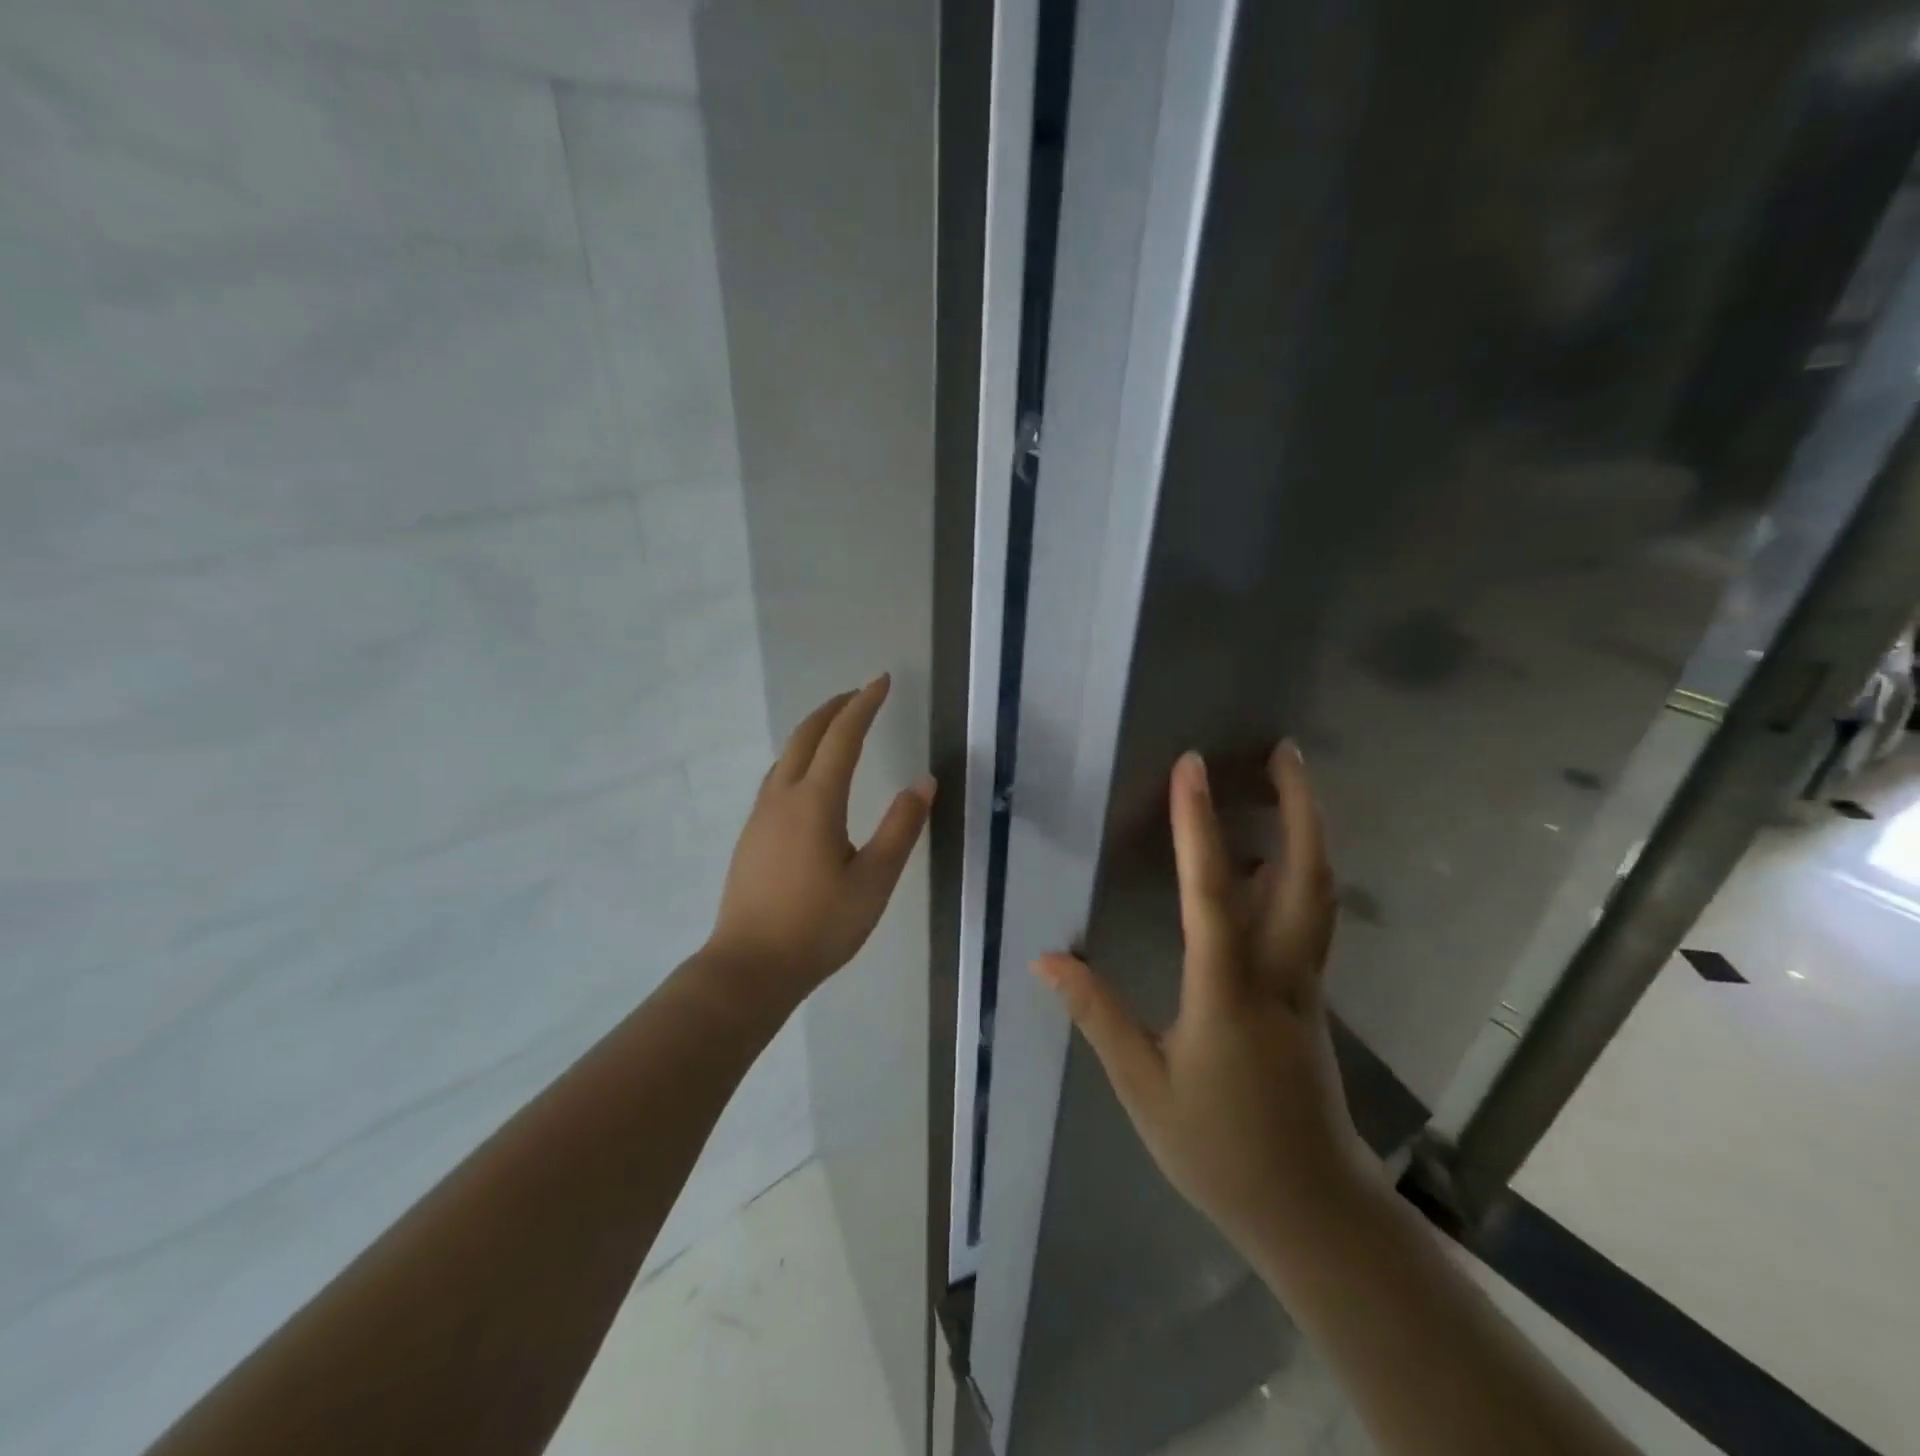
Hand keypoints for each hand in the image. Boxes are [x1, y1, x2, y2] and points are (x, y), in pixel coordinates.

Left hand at [707, 676, 934, 1003]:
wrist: (749, 968)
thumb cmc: (819, 926)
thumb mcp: (874, 881)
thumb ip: (901, 828)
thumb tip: (924, 782)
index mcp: (815, 801)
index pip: (842, 737)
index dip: (864, 705)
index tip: (882, 681)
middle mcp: (783, 797)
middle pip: (806, 736)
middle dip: (834, 709)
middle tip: (860, 694)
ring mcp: (761, 816)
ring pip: (786, 755)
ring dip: (813, 731)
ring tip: (838, 727)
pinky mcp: (751, 835)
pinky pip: (777, 777)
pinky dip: (799, 757)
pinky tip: (809, 778)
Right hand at [1034, 744, 1374, 1263]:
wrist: (1312, 1211)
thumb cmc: (1219, 1149)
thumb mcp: (1144, 1087)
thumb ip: (1098, 1016)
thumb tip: (1046, 958)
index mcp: (1227, 992)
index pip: (1211, 892)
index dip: (1198, 823)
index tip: (1191, 766)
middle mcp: (1278, 974)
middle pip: (1306, 877)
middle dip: (1300, 807)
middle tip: (1286, 752)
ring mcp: (1304, 984)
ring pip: (1317, 894)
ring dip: (1307, 831)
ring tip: (1286, 786)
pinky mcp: (1310, 997)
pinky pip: (1308, 918)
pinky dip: (1297, 873)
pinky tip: (1272, 863)